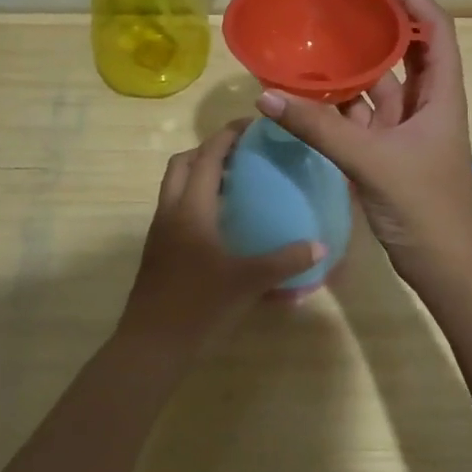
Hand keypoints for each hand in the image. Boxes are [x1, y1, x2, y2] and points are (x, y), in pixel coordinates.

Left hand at [116, 120, 321, 359]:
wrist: (151, 347)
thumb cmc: (199, 306)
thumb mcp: (247, 282)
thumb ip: (285, 261)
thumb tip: (321, 246)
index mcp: (191, 208)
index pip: (207, 156)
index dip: (227, 135)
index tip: (252, 125)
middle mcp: (170, 211)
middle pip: (182, 163)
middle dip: (209, 149)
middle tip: (242, 153)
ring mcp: (160, 231)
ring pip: (175, 185)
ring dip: (199, 173)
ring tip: (235, 181)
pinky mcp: (158, 250)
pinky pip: (175, 207)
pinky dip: (195, 198)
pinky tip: (221, 220)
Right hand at [252, 0, 471, 293]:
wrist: (443, 266)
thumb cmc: (422, 206)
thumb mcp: (370, 161)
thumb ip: (318, 128)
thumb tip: (266, 95)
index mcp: (441, 94)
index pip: (435, 29)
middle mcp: (428, 103)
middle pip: (408, 50)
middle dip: (379, 25)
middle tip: (339, 7)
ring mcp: (409, 128)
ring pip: (382, 84)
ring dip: (355, 66)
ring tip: (317, 43)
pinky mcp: (390, 150)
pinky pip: (364, 115)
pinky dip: (341, 103)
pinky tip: (310, 94)